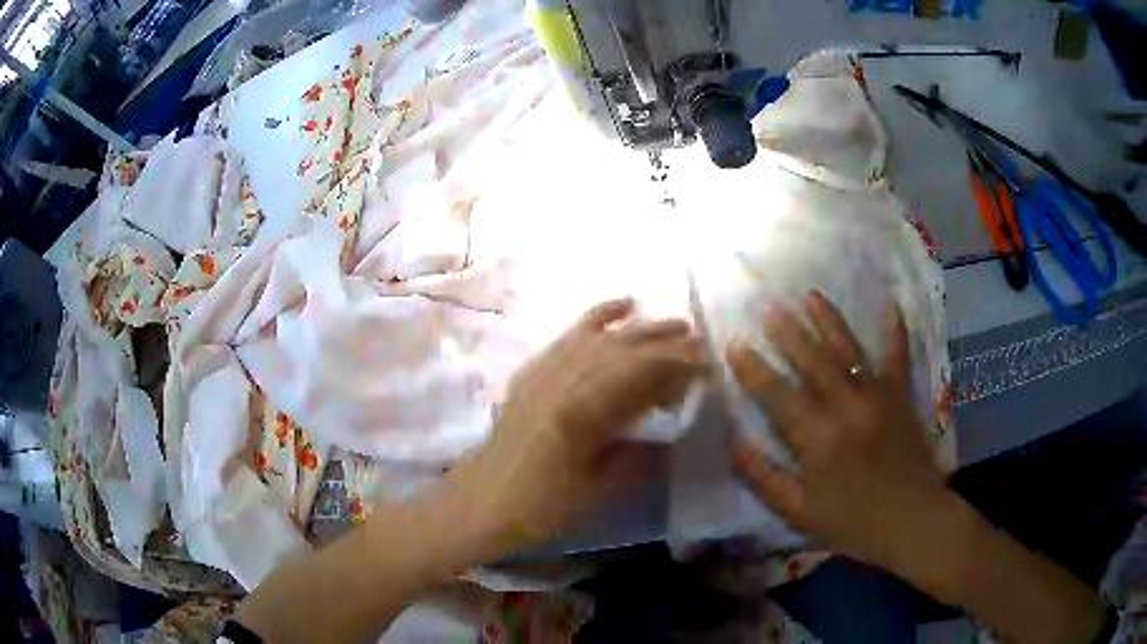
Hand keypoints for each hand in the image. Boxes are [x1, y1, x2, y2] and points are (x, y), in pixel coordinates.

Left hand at [458, 298, 706, 547]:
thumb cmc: (543, 505)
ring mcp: (545, 369)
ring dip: (642, 328)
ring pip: (602, 337)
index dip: (680, 365)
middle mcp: (564, 378)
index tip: (708, 366)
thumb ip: (639, 451)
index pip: (642, 373)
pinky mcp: (534, 369)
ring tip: (676, 325)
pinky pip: (570, 334)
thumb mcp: (600, 486)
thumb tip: (672, 427)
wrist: (484, 501)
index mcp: (583, 411)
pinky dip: (598, 316)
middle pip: (626, 349)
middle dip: (669, 343)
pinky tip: (623, 305)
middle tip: (701, 345)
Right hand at [727, 291, 946, 568]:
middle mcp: (847, 407)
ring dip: (828, 320)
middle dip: (787, 332)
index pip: (778, 395)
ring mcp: (878, 396)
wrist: (913, 521)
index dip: (753, 370)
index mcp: (818, 439)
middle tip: (767, 307)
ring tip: (810, 295)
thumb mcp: (798, 512)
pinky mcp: (902, 396)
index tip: (734, 346)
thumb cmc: (853, 523)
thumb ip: (763, 477)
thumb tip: (732, 442)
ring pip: (848, 350)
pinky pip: (898, 355)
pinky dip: (896, 329)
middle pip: (812, 360)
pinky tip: (893, 304)